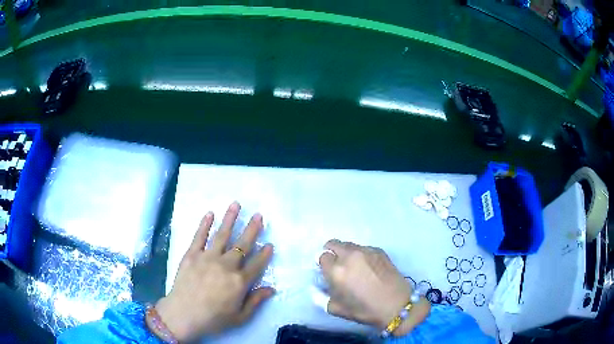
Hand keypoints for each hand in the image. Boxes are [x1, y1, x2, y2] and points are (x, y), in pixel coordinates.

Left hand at [153, 202, 273, 341]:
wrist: (183, 314)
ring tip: (236, 204)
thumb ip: (256, 301)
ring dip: (230, 219)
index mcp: (240, 281)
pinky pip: (199, 236)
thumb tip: (271, 289)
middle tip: (259, 215)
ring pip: (222, 235)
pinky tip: (210, 214)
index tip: (270, 244)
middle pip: (243, 244)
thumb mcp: (240, 317)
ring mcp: (208, 257)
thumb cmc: (213, 318)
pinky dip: (204, 224)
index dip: (265, 254)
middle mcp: (227, 265)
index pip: (257, 264)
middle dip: (252, 229)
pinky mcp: (192, 254)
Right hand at [319, 240, 429, 335]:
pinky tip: (369, 268)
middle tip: (338, 266)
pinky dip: (361, 255)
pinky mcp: (379, 250)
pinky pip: (364, 248)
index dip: (324, 265)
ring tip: (355, 268)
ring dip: (347, 253)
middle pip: (333, 244)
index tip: (328, 273)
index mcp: (336, 270)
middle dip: (332, 253)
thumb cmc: (365, 310)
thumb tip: (317, 286)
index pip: (322, 256)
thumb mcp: (336, 309)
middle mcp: (349, 256)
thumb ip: (321, 296)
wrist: (397, 305)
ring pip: (349, 245)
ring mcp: (366, 251)